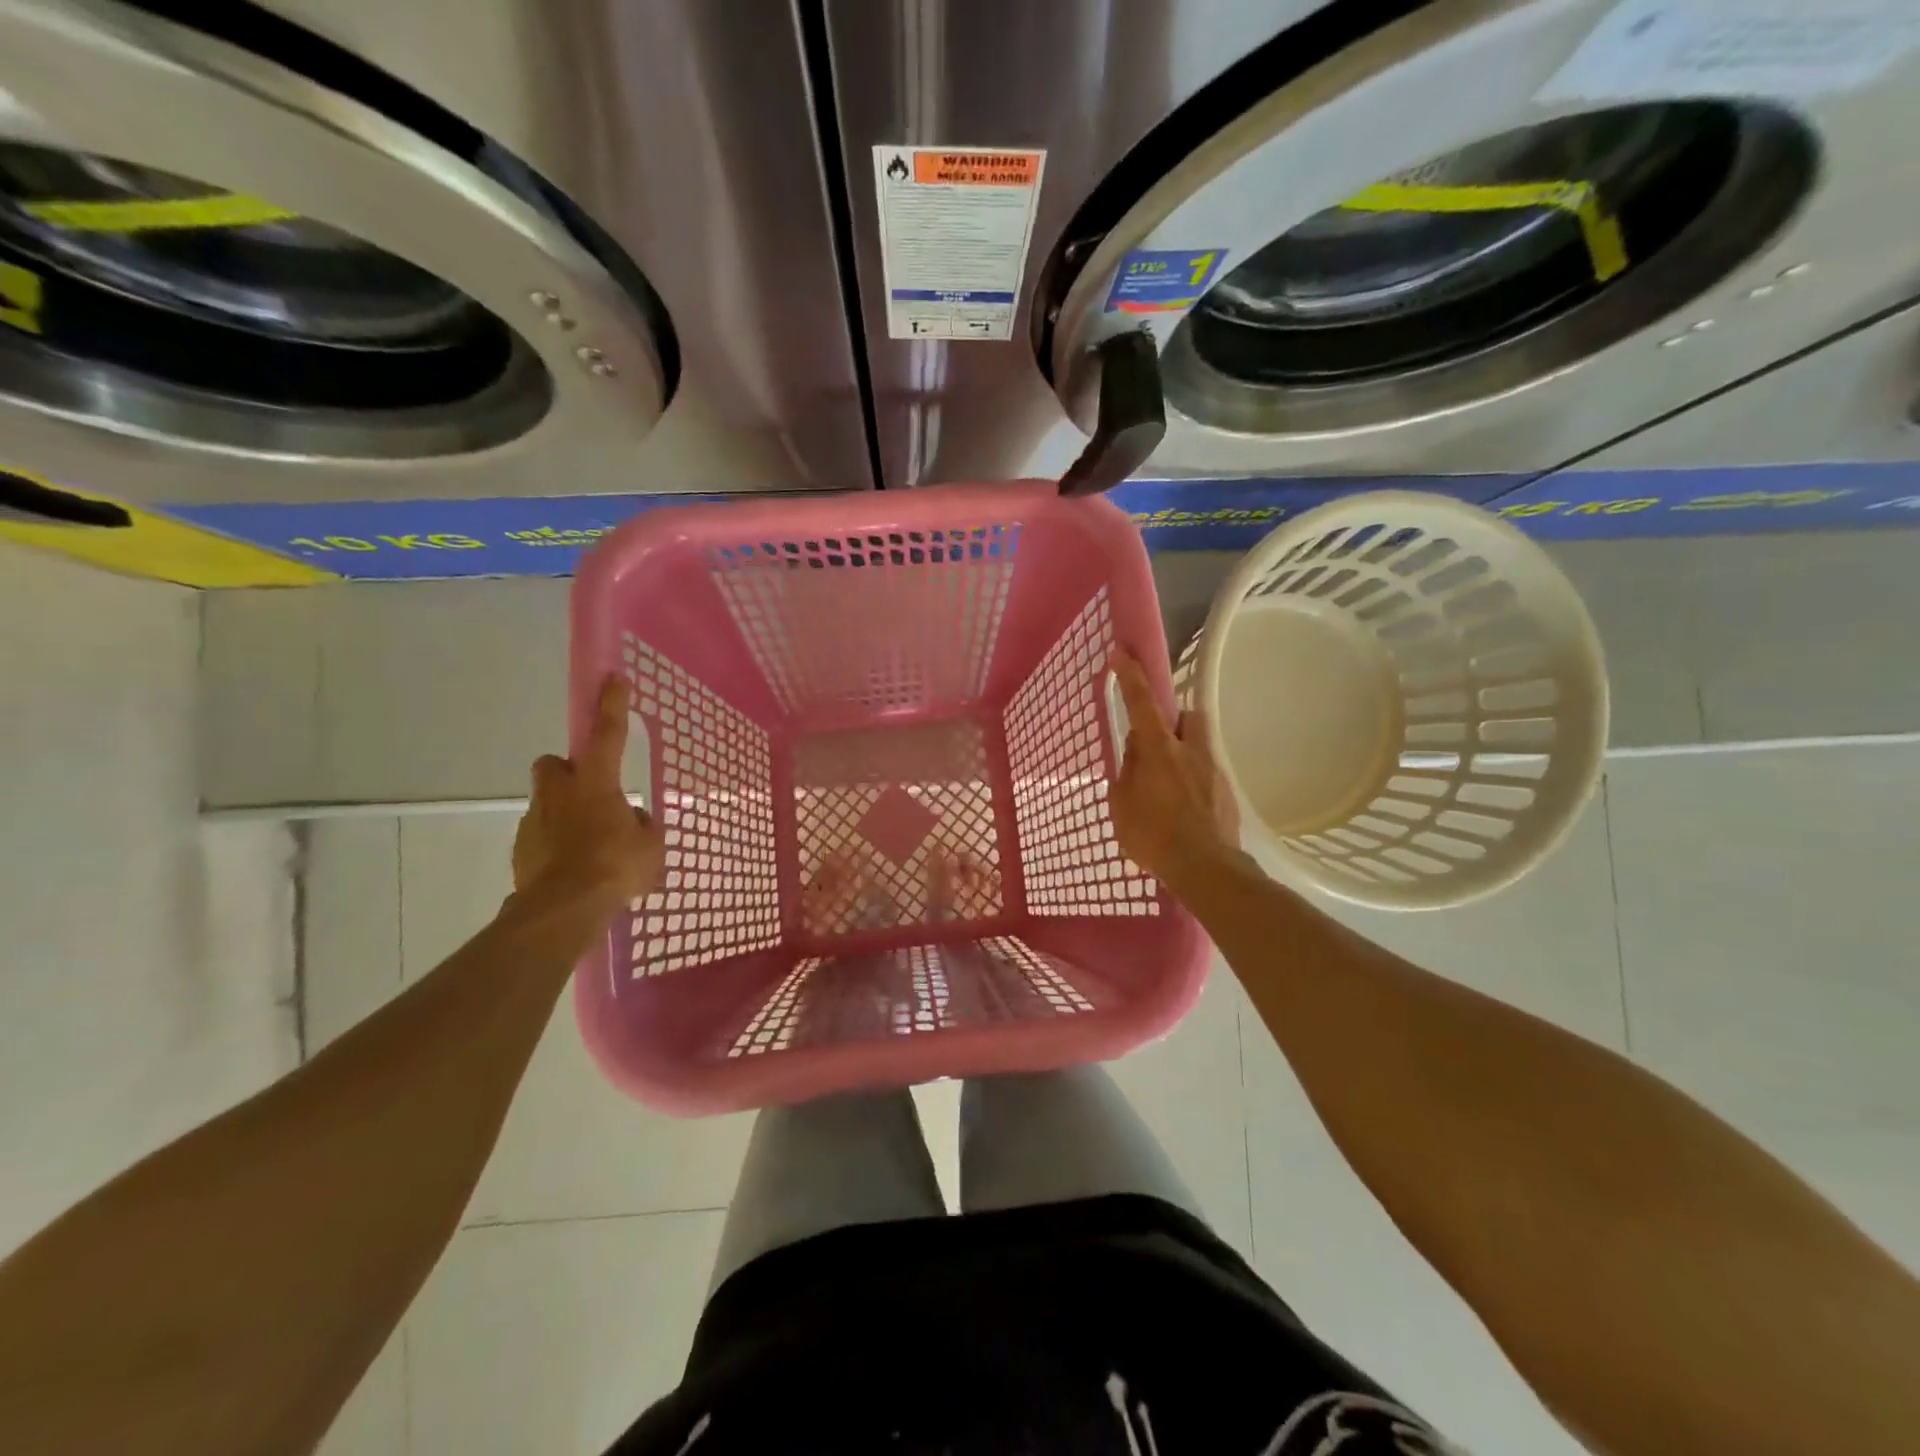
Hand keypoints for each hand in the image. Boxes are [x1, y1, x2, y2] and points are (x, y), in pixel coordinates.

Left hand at [512, 675, 665, 909]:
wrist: (563, 909)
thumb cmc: (615, 868)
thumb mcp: (650, 846)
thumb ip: (641, 828)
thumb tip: (633, 823)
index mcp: (596, 784)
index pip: (607, 734)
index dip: (612, 705)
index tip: (613, 678)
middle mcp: (560, 794)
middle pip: (553, 764)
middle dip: (568, 772)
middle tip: (591, 793)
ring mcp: (535, 821)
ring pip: (547, 803)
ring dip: (566, 814)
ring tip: (589, 846)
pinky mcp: (521, 850)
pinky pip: (541, 837)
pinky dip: (555, 845)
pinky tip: (573, 869)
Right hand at [1109, 651, 1239, 888]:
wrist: (1205, 869)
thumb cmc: (1153, 836)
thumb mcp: (1121, 805)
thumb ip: (1127, 772)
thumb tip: (1135, 753)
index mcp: (1159, 750)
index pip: (1142, 703)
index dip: (1131, 676)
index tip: (1122, 653)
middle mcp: (1190, 751)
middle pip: (1187, 716)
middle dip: (1173, 721)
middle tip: (1156, 745)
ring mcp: (1213, 770)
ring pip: (1200, 744)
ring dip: (1185, 752)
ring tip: (1170, 783)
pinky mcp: (1227, 792)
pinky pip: (1207, 774)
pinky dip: (1194, 782)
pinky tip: (1185, 810)